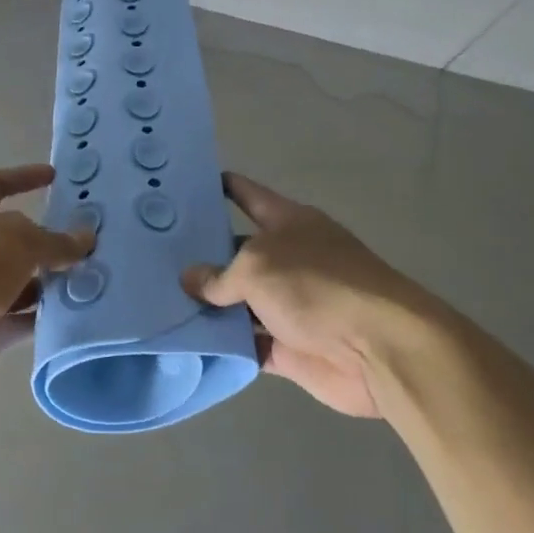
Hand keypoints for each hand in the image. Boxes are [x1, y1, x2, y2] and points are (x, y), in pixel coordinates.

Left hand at [0, 165, 92, 397]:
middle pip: (14, 240)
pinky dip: (44, 320)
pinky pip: (21, 322)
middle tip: (89, 244)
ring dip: (50, 284)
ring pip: (21, 284)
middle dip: (47, 242)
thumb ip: (55, 241)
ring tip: (92, 282)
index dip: (22, 177)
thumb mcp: (19, 241)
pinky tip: (76, 318)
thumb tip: (86, 236)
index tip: (53, 176)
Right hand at [182, 173, 421, 417]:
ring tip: (158, 300)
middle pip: (237, 252)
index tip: (188, 184)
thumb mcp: (258, 266)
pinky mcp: (289, 348)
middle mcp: (288, 260)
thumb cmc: (318, 286)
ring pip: (238, 302)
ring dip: (208, 305)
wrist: (378, 348)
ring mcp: (289, 305)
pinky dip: (224, 345)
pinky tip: (186, 343)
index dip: (223, 187)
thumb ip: (220, 275)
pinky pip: (247, 343)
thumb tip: (192, 280)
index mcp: (289, 224)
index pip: (248, 196)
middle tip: (155, 256)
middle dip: (201, 255)